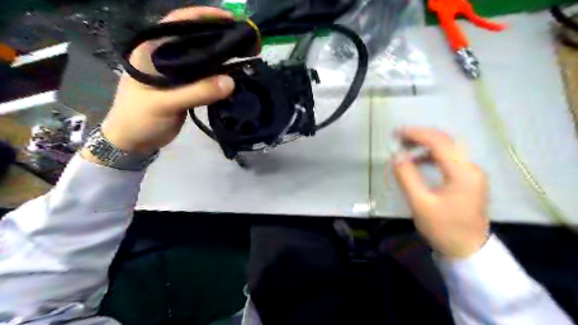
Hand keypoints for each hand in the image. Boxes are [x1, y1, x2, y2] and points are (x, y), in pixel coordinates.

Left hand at [95, 6, 233, 155]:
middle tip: (244, 39)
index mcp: (152, 51)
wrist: (134, 141)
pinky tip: (234, 74)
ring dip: (222, 56)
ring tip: (245, 53)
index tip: (229, 19)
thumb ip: (196, 92)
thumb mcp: (164, 104)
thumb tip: (231, 82)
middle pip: (195, 39)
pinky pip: (205, 77)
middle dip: (219, 36)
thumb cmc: (139, 118)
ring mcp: (176, 74)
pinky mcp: (186, 88)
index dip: (203, 17)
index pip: (178, 24)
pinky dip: (220, 75)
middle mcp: (165, 57)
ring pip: (202, 59)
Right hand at [391, 128, 488, 257]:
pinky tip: (418, 161)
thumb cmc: (443, 228)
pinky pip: (449, 159)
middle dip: (421, 136)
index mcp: (462, 172)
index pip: (439, 142)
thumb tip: (395, 155)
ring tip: (405, 147)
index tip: (396, 133)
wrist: (467, 250)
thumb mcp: (420, 203)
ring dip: (426, 144)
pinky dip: (432, 155)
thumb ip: (406, 176)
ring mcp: (472, 173)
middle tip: (398, 138)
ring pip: (448, 148)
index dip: (416, 134)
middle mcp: (471, 168)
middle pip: (446, 141)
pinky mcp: (468, 179)